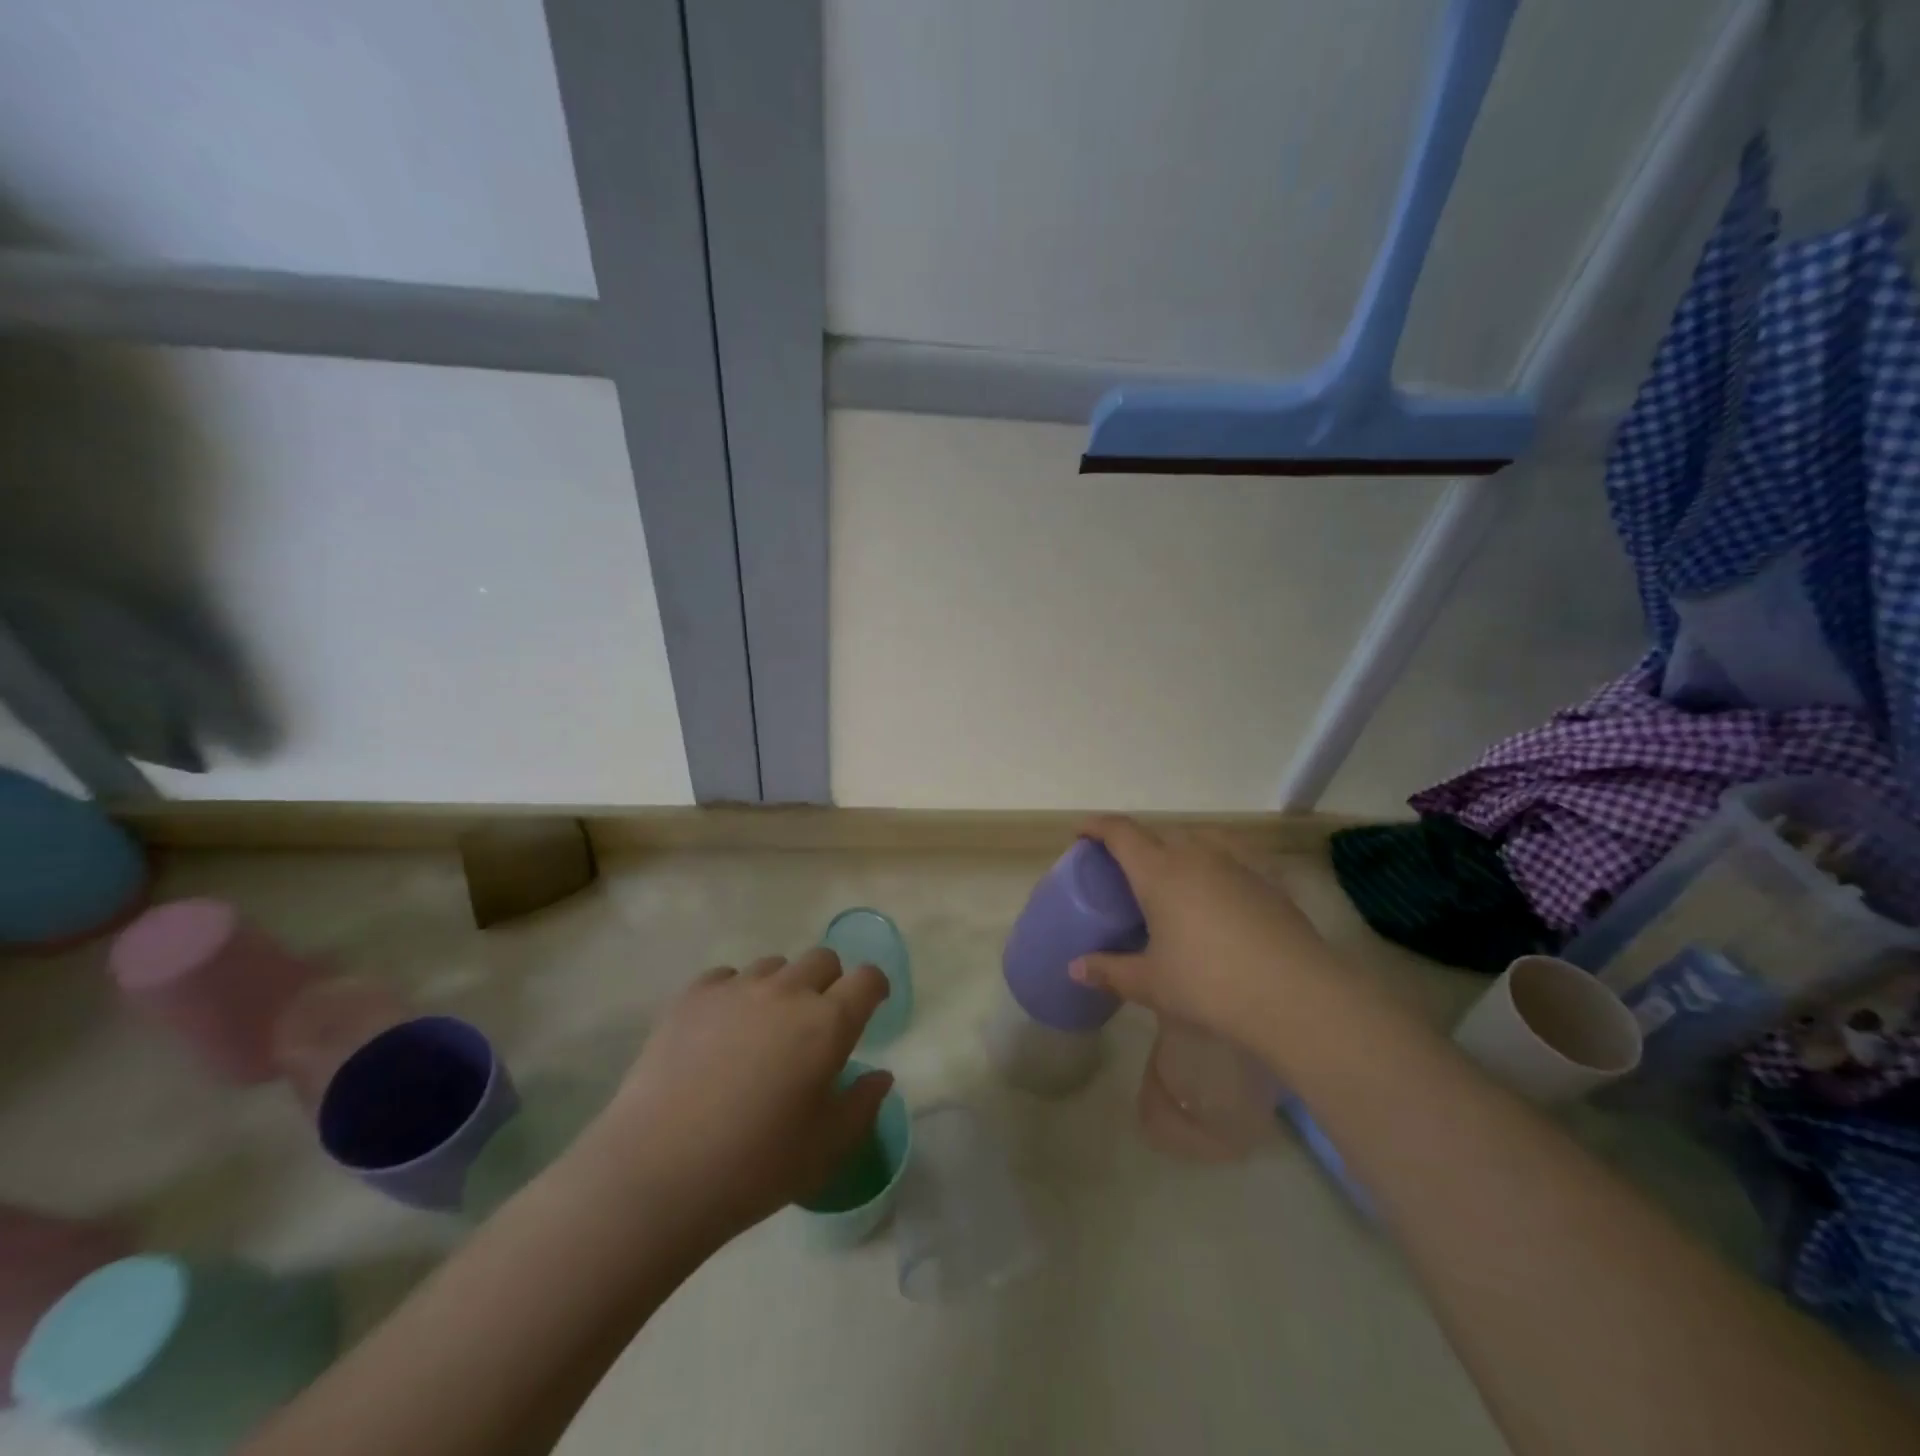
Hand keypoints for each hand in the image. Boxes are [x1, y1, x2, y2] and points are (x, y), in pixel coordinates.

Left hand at [580, 949, 892, 1250]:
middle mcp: (787, 992)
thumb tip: (880, 1075)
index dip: (874, 987)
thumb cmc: (754, 1167)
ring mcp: (736, 988)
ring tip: (762, 1031)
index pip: (867, 979)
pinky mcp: (692, 996)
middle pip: (822, 959)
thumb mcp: (826, 1149)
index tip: (870, 1006)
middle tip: (814, 1024)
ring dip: (780, 988)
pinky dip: (734, 995)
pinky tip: (719, 1033)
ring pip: (773, 966)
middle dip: (829, 983)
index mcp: (827, 1024)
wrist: (657, 1173)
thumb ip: (862, 1105)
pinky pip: (726, 978)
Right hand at [1069, 816, 1336, 1046]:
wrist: (1297, 996)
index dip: (1097, 826)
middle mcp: (1196, 856)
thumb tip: (1075, 968)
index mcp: (1160, 872)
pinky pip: (1232, 858)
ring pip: (1198, 841)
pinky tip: (1219, 893)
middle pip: (1159, 834)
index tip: (1082, 832)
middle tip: (1124, 870)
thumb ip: (1110, 971)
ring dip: (1177, 850)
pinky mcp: (1268, 880)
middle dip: (1136, 844)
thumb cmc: (1211, 985)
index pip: (1121, 833)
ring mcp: (1237, 864)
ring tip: (1172, 878)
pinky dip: (1214, 865)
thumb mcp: (1152, 983)